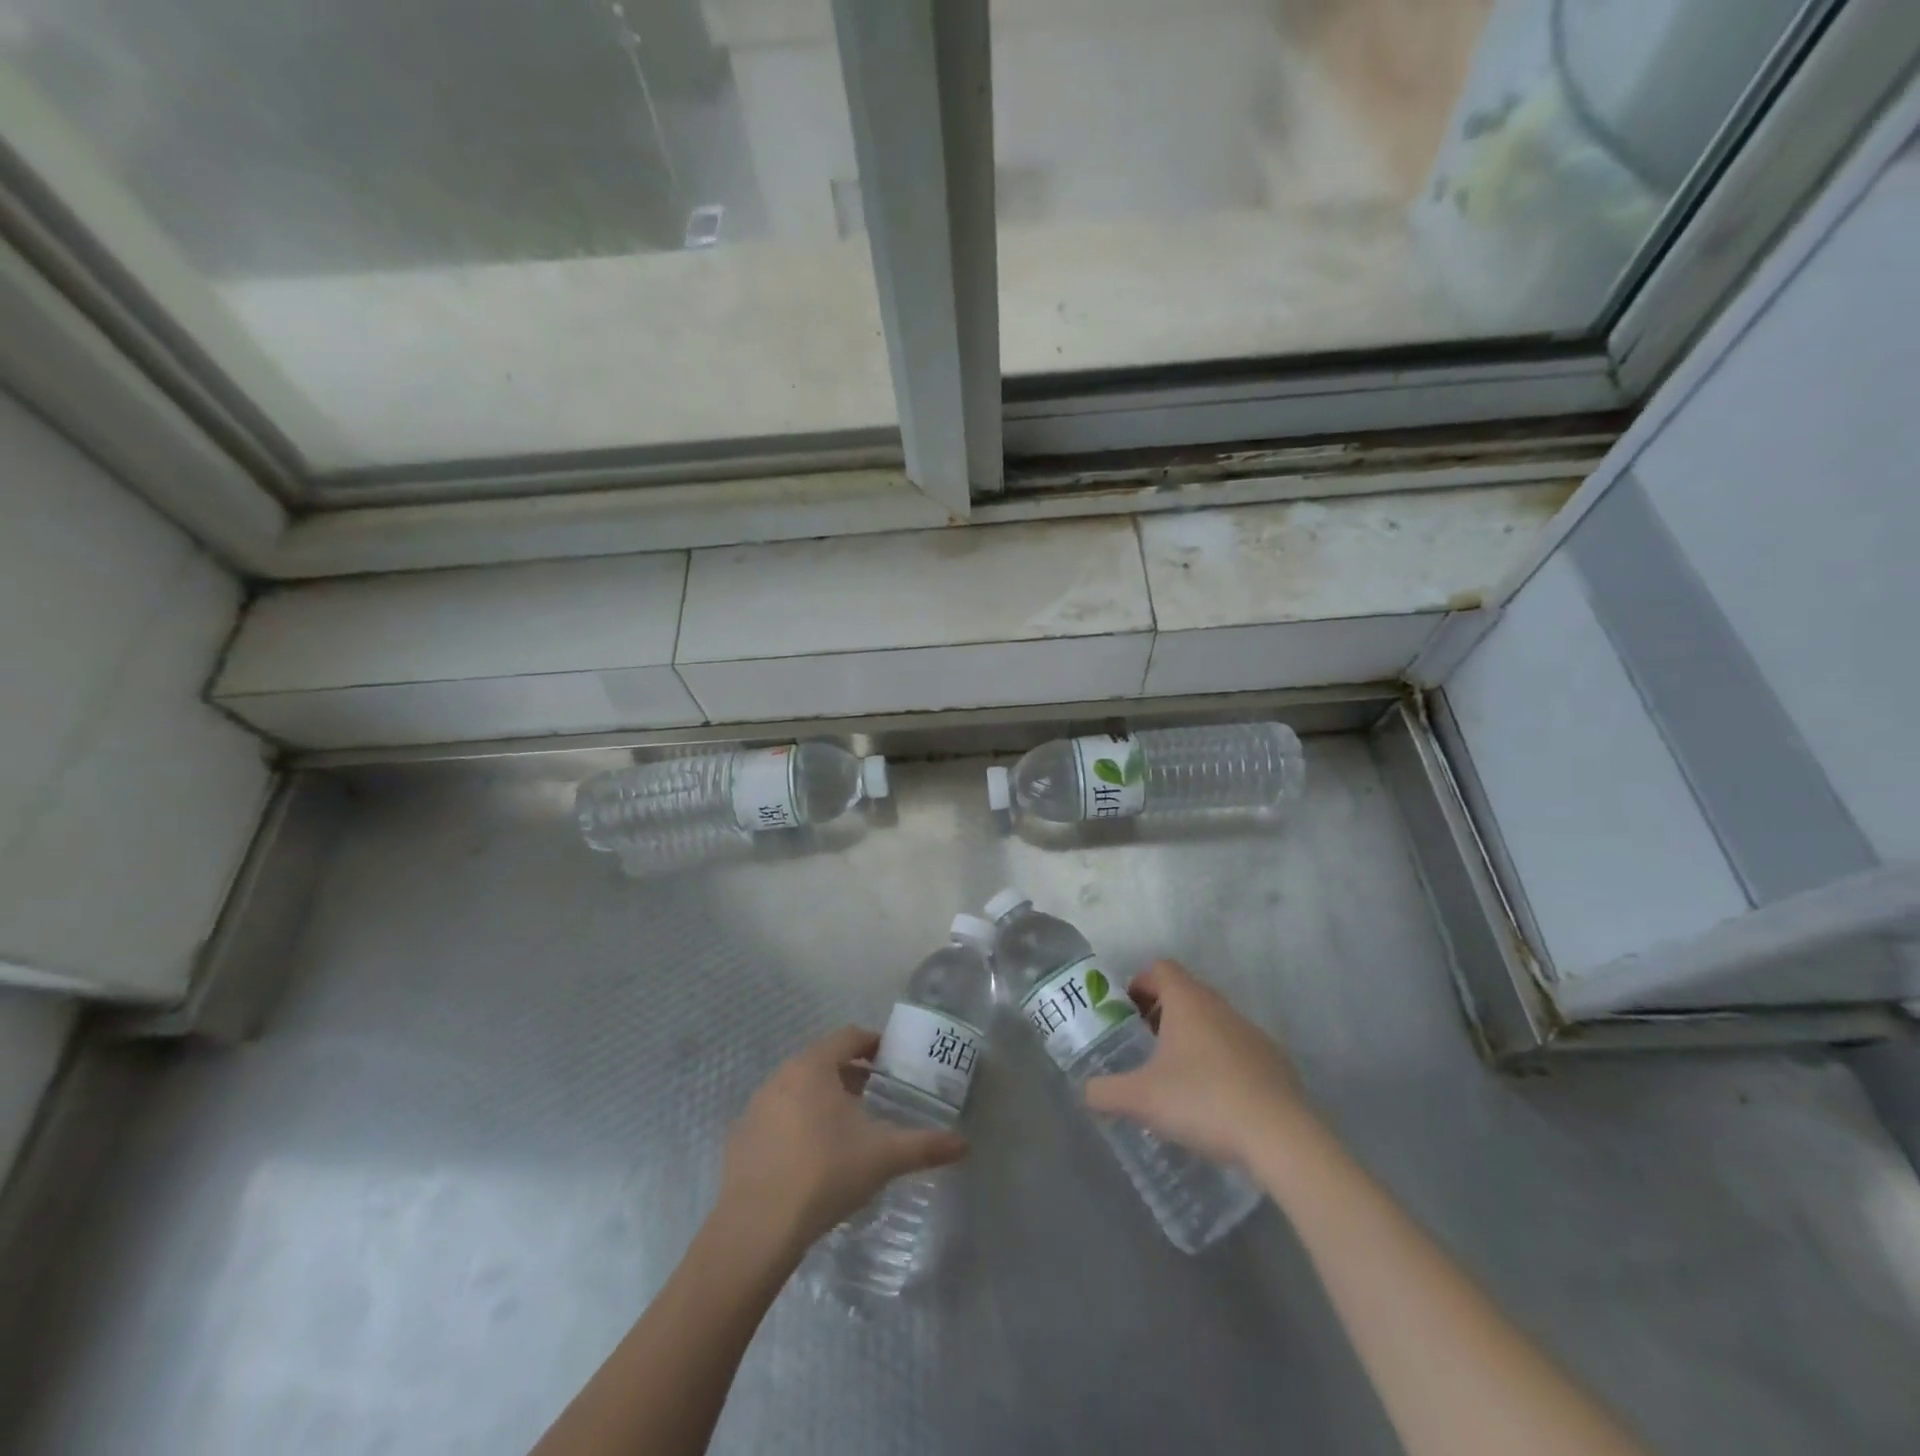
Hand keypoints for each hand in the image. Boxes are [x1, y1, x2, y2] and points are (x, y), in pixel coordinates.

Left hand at [713, 1026, 967, 1260]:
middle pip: (822, 1061)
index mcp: (814, 1066)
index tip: (891, 1061)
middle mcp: (781, 1075)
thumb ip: (925, 1146)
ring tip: (844, 1127)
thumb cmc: (825, 1174)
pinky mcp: (739, 1138)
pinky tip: (809, 1157)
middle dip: (850, 1073)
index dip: (874, 1043)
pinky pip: (775, 1117)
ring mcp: (755, 1106)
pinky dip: (795, 1124)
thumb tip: (964, 1145)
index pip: (849, 1037)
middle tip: (874, 1095)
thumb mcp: (883, 1157)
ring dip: (822, 1097)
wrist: (757, 1229)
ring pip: (797, 1088)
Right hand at [1083, 959, 1307, 1166]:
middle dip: (1161, 1013)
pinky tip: (1213, 1101)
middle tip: (1144, 1046)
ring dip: (1191, 1038)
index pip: (1160, 968)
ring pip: (1212, 1021)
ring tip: (1175, 1077)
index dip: (1139, 983)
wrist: (1280, 1137)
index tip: (1126, 1013)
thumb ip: (1104, 1091)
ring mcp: (1251, 1033)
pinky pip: (1237, 1049)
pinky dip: (1219, 1062)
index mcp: (1188, 1002)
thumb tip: (1085, 1091)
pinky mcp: (1274, 1062)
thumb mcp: (1140, 1099)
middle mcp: (1220, 1007)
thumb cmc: (1202, 1101)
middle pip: (1186, 993)